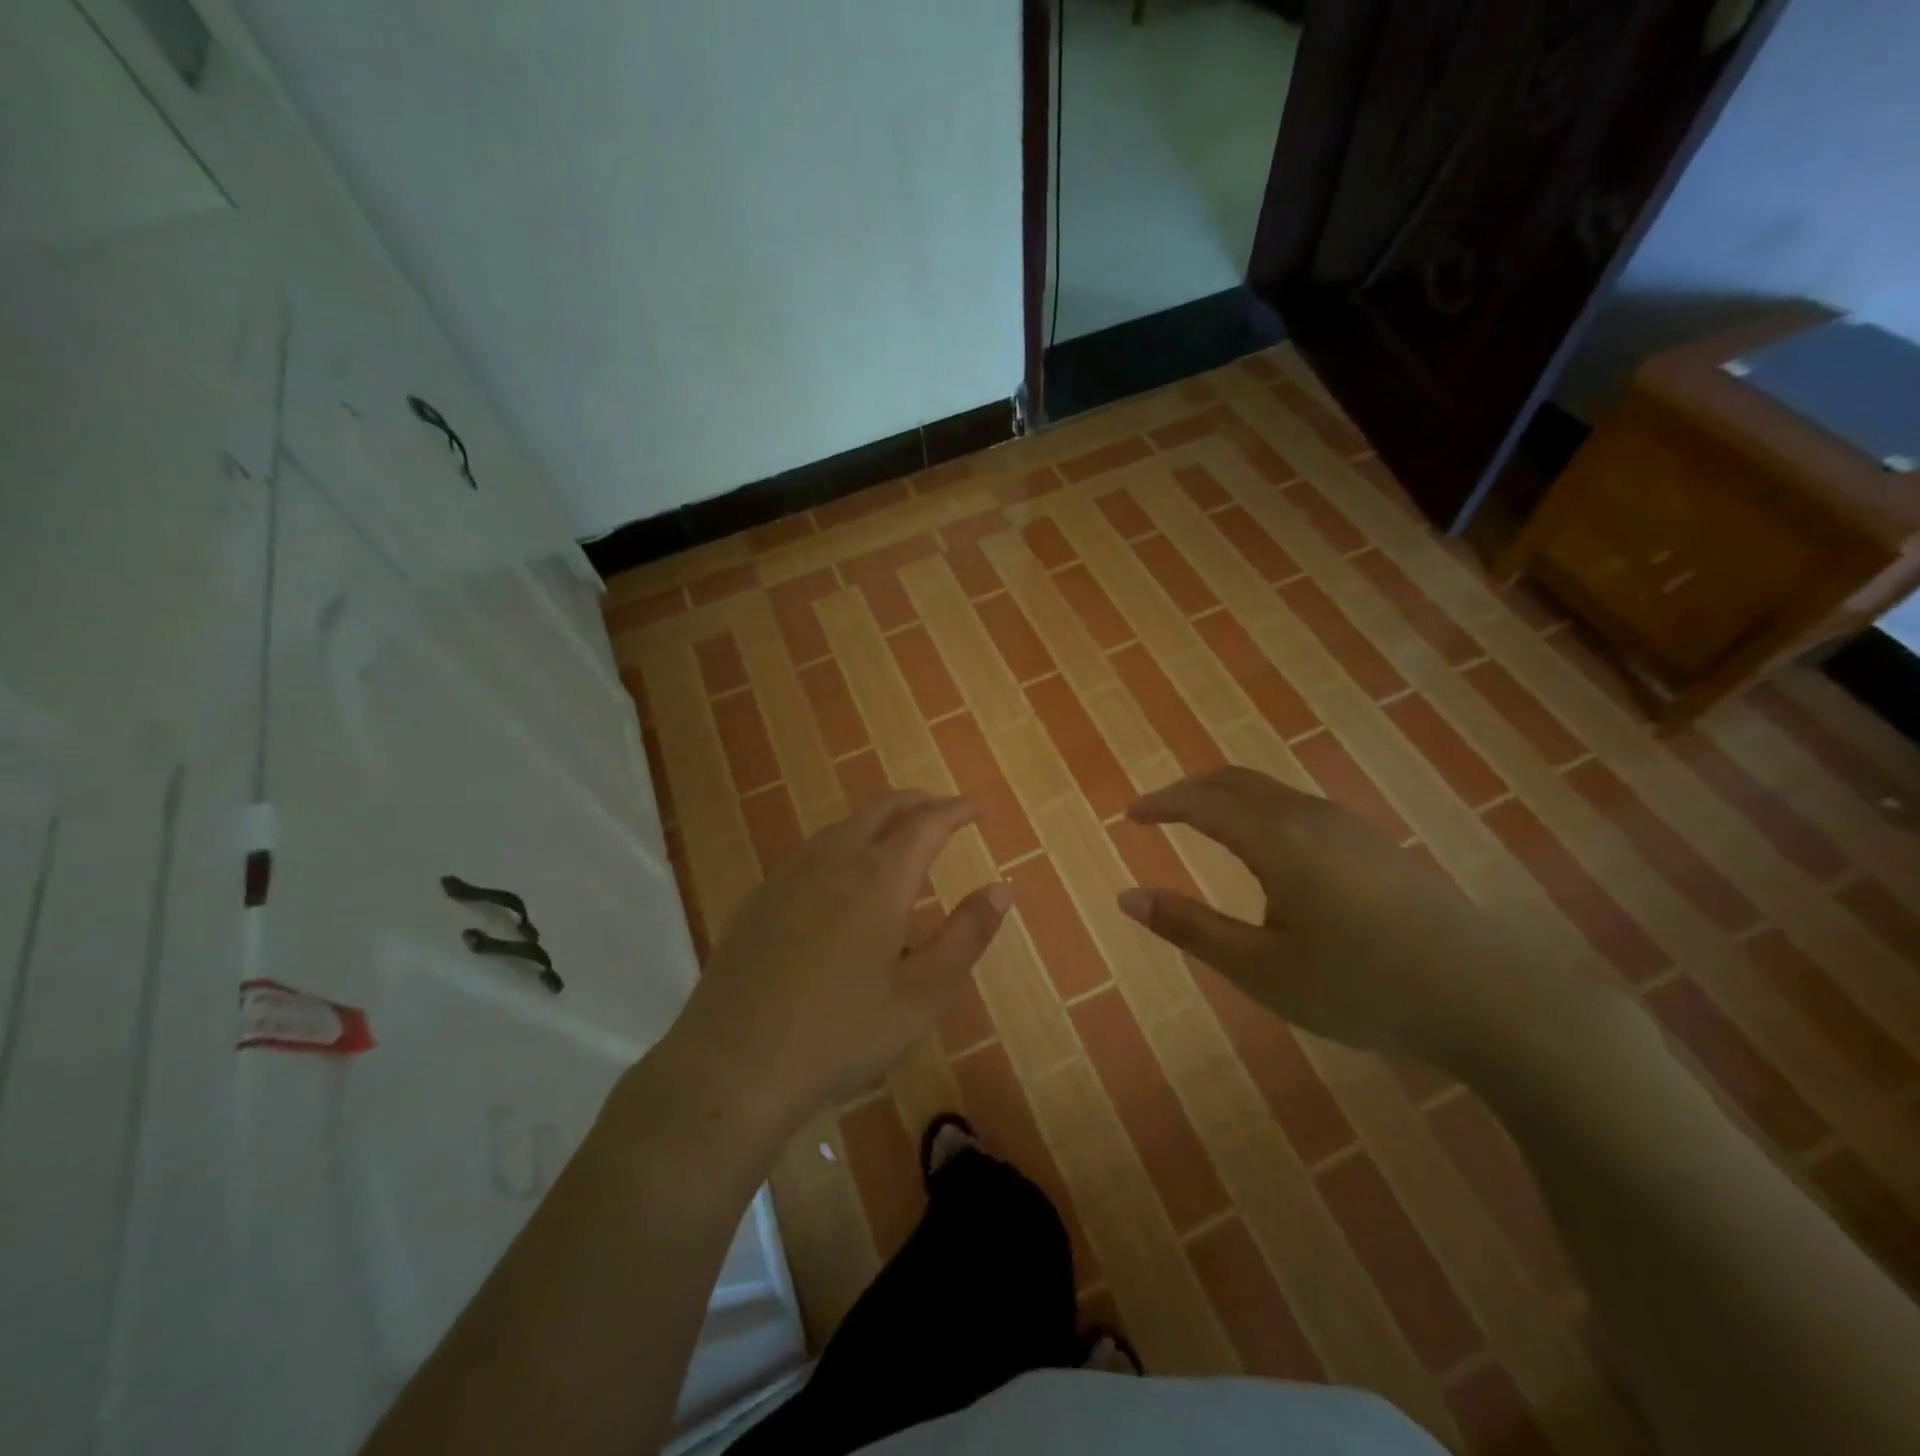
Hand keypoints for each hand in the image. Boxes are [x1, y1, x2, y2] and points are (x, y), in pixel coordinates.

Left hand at [670, 792, 1010, 1122]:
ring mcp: (789, 875)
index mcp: (879, 878)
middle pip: (881, 809)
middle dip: (917, 803)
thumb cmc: (842, 1032)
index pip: (926, 823)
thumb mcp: (923, 994)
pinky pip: (813, 852)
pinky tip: (842, 880)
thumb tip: (1001, 888)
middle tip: (942, 812)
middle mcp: (834, 860)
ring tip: (899, 841)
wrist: (734, 1064)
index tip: (976, 810)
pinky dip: (844, 845)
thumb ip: (966, 935)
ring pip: (843, 826)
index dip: (955, 810)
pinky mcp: (760, 897)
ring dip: (879, 822)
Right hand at [1116, 767, 1584, 1073]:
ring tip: (1201, 822)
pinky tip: (1265, 846)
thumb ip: (1192, 928)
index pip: (1201, 803)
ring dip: (1225, 796)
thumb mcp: (1262, 969)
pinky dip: (1258, 808)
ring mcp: (1348, 826)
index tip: (1129, 815)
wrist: (1490, 998)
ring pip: (1269, 790)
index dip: (1161, 804)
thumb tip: (1127, 898)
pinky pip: (1297, 805)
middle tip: (1157, 811)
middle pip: (1234, 781)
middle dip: (1189, 790)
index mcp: (1276, 839)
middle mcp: (1309, 817)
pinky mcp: (1373, 843)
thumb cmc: (1362, 986)